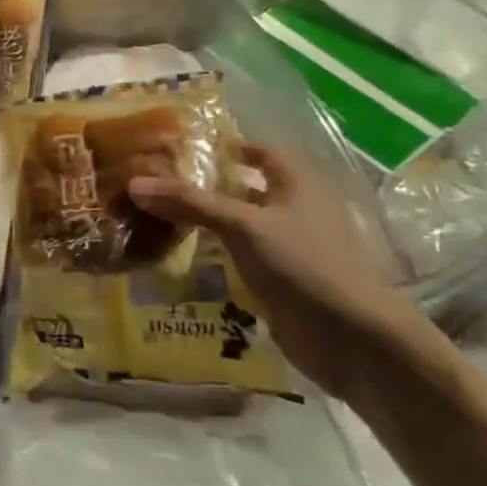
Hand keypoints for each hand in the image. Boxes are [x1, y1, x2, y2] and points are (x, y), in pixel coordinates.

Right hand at [128, 144, 421, 396]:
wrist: (351, 339)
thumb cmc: (303, 264)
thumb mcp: (242, 225)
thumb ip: (190, 203)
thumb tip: (135, 183)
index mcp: (298, 186)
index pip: (263, 154)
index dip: (232, 147)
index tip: (191, 146)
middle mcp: (296, 212)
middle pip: (247, 190)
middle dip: (209, 187)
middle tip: (162, 182)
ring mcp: (290, 250)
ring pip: (241, 228)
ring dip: (208, 224)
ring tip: (160, 217)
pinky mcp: (281, 284)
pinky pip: (241, 261)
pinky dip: (215, 258)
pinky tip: (181, 257)